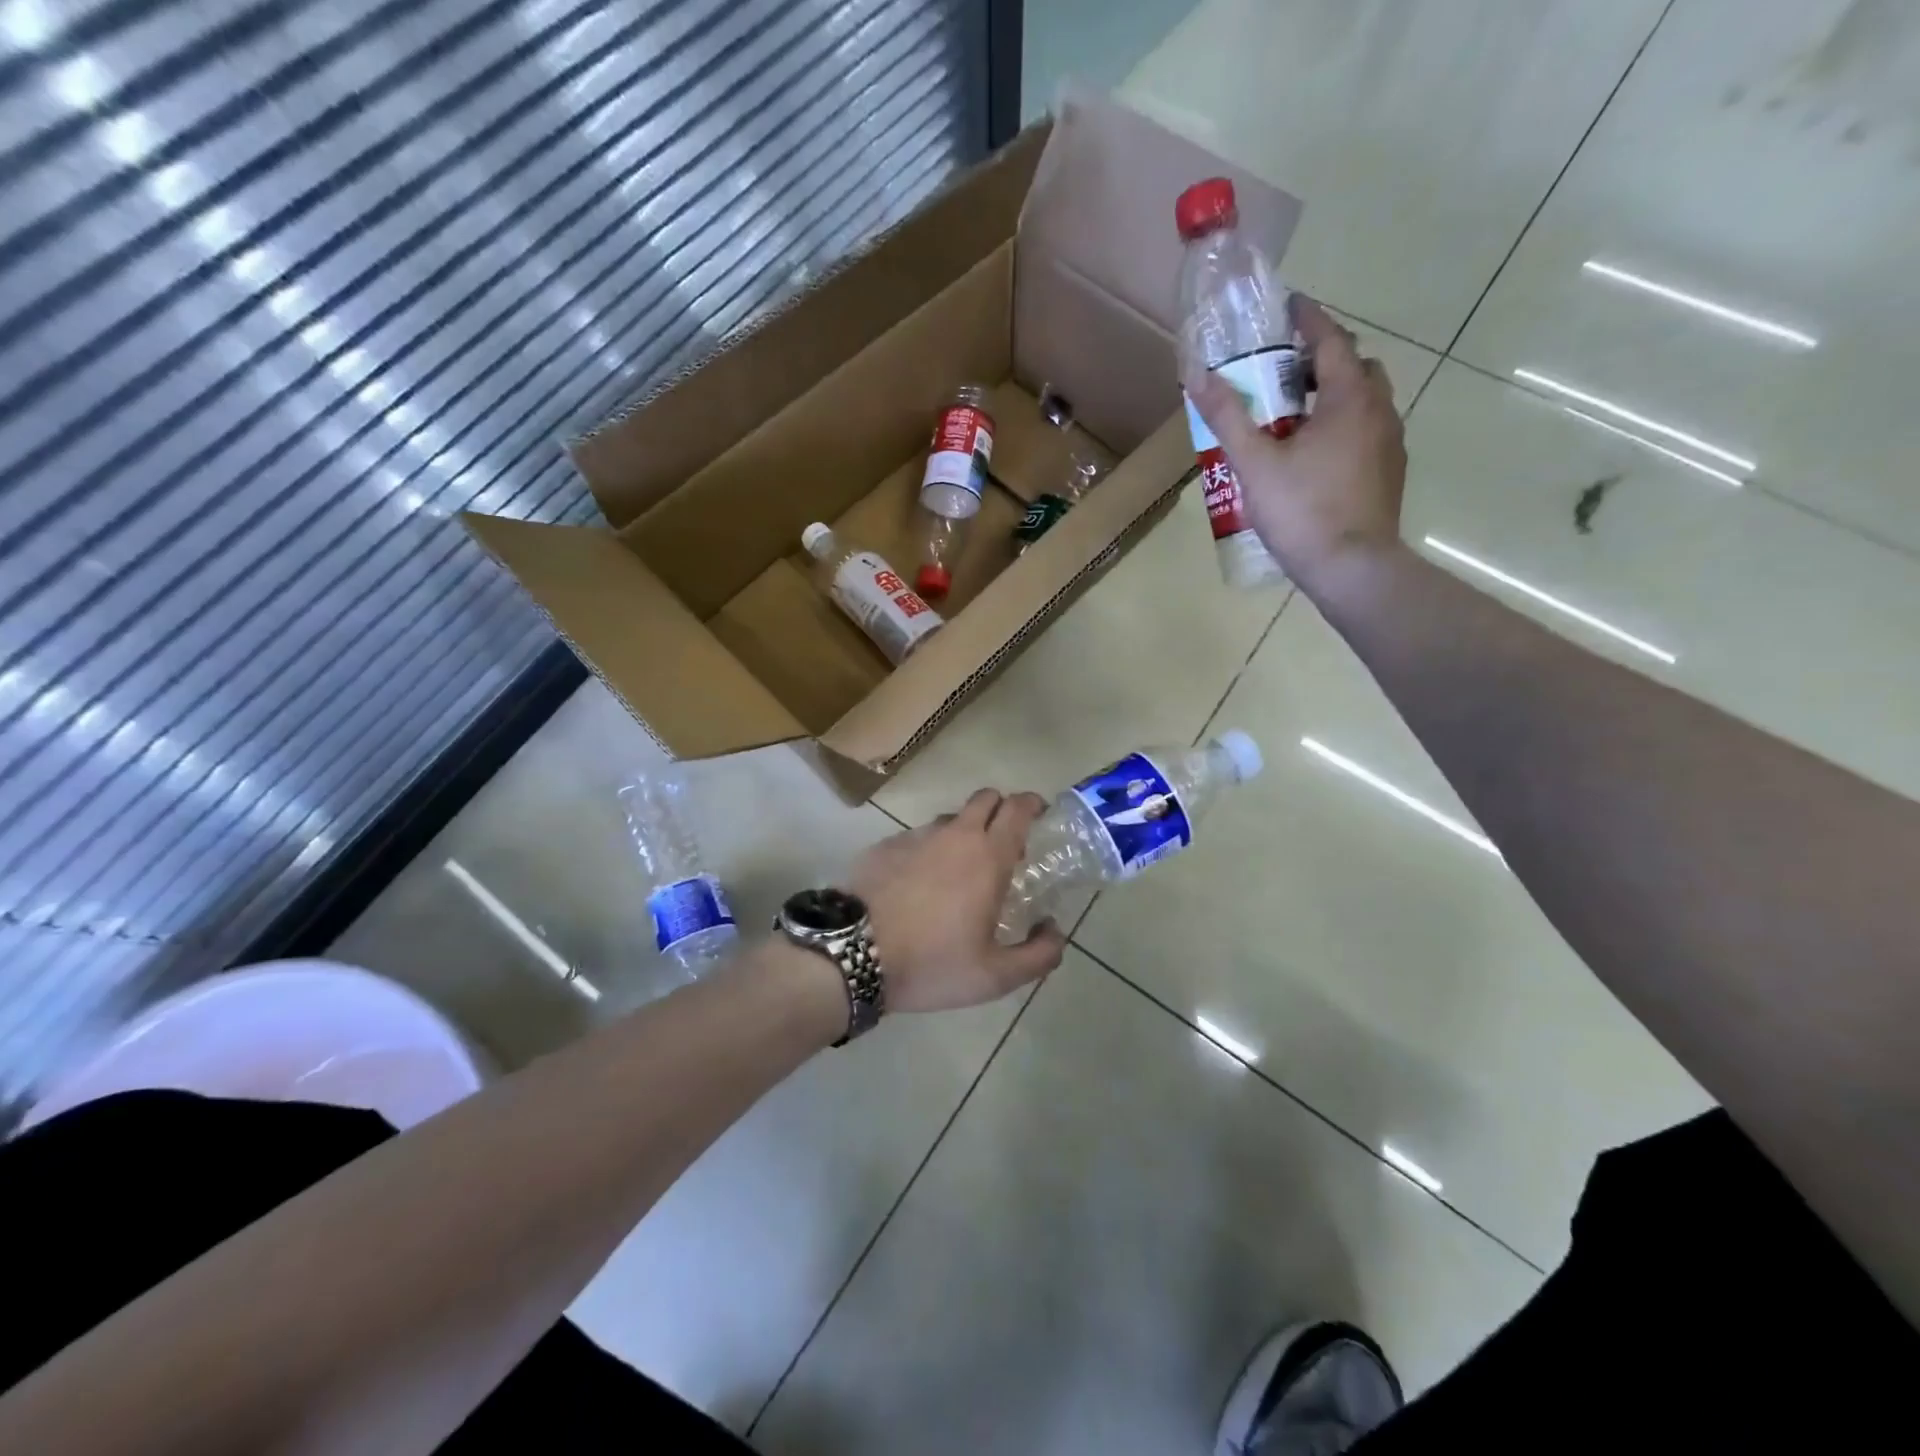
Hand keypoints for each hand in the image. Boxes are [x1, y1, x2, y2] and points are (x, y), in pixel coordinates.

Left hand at [850, 790, 1067, 1012]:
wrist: (851, 955)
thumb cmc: (931, 963)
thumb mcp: (995, 977)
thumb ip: (1038, 954)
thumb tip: (1053, 928)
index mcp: (987, 857)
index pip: (1017, 808)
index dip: (1033, 804)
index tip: (1040, 814)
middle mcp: (954, 835)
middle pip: (985, 798)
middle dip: (1001, 810)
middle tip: (1005, 844)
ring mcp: (915, 837)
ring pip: (949, 819)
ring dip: (964, 832)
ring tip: (960, 870)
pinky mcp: (883, 846)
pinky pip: (916, 838)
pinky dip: (928, 851)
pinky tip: (919, 885)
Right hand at [1186, 296, 1407, 587]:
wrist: (1352, 568)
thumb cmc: (1303, 510)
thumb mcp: (1255, 463)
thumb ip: (1228, 416)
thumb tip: (1197, 373)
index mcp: (1349, 397)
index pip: (1331, 339)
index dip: (1308, 319)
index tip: (1287, 306)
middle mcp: (1379, 410)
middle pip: (1354, 367)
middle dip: (1320, 360)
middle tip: (1283, 371)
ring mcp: (1389, 443)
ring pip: (1363, 401)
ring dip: (1332, 395)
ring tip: (1293, 416)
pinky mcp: (1388, 472)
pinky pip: (1366, 431)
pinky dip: (1341, 426)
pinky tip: (1313, 455)